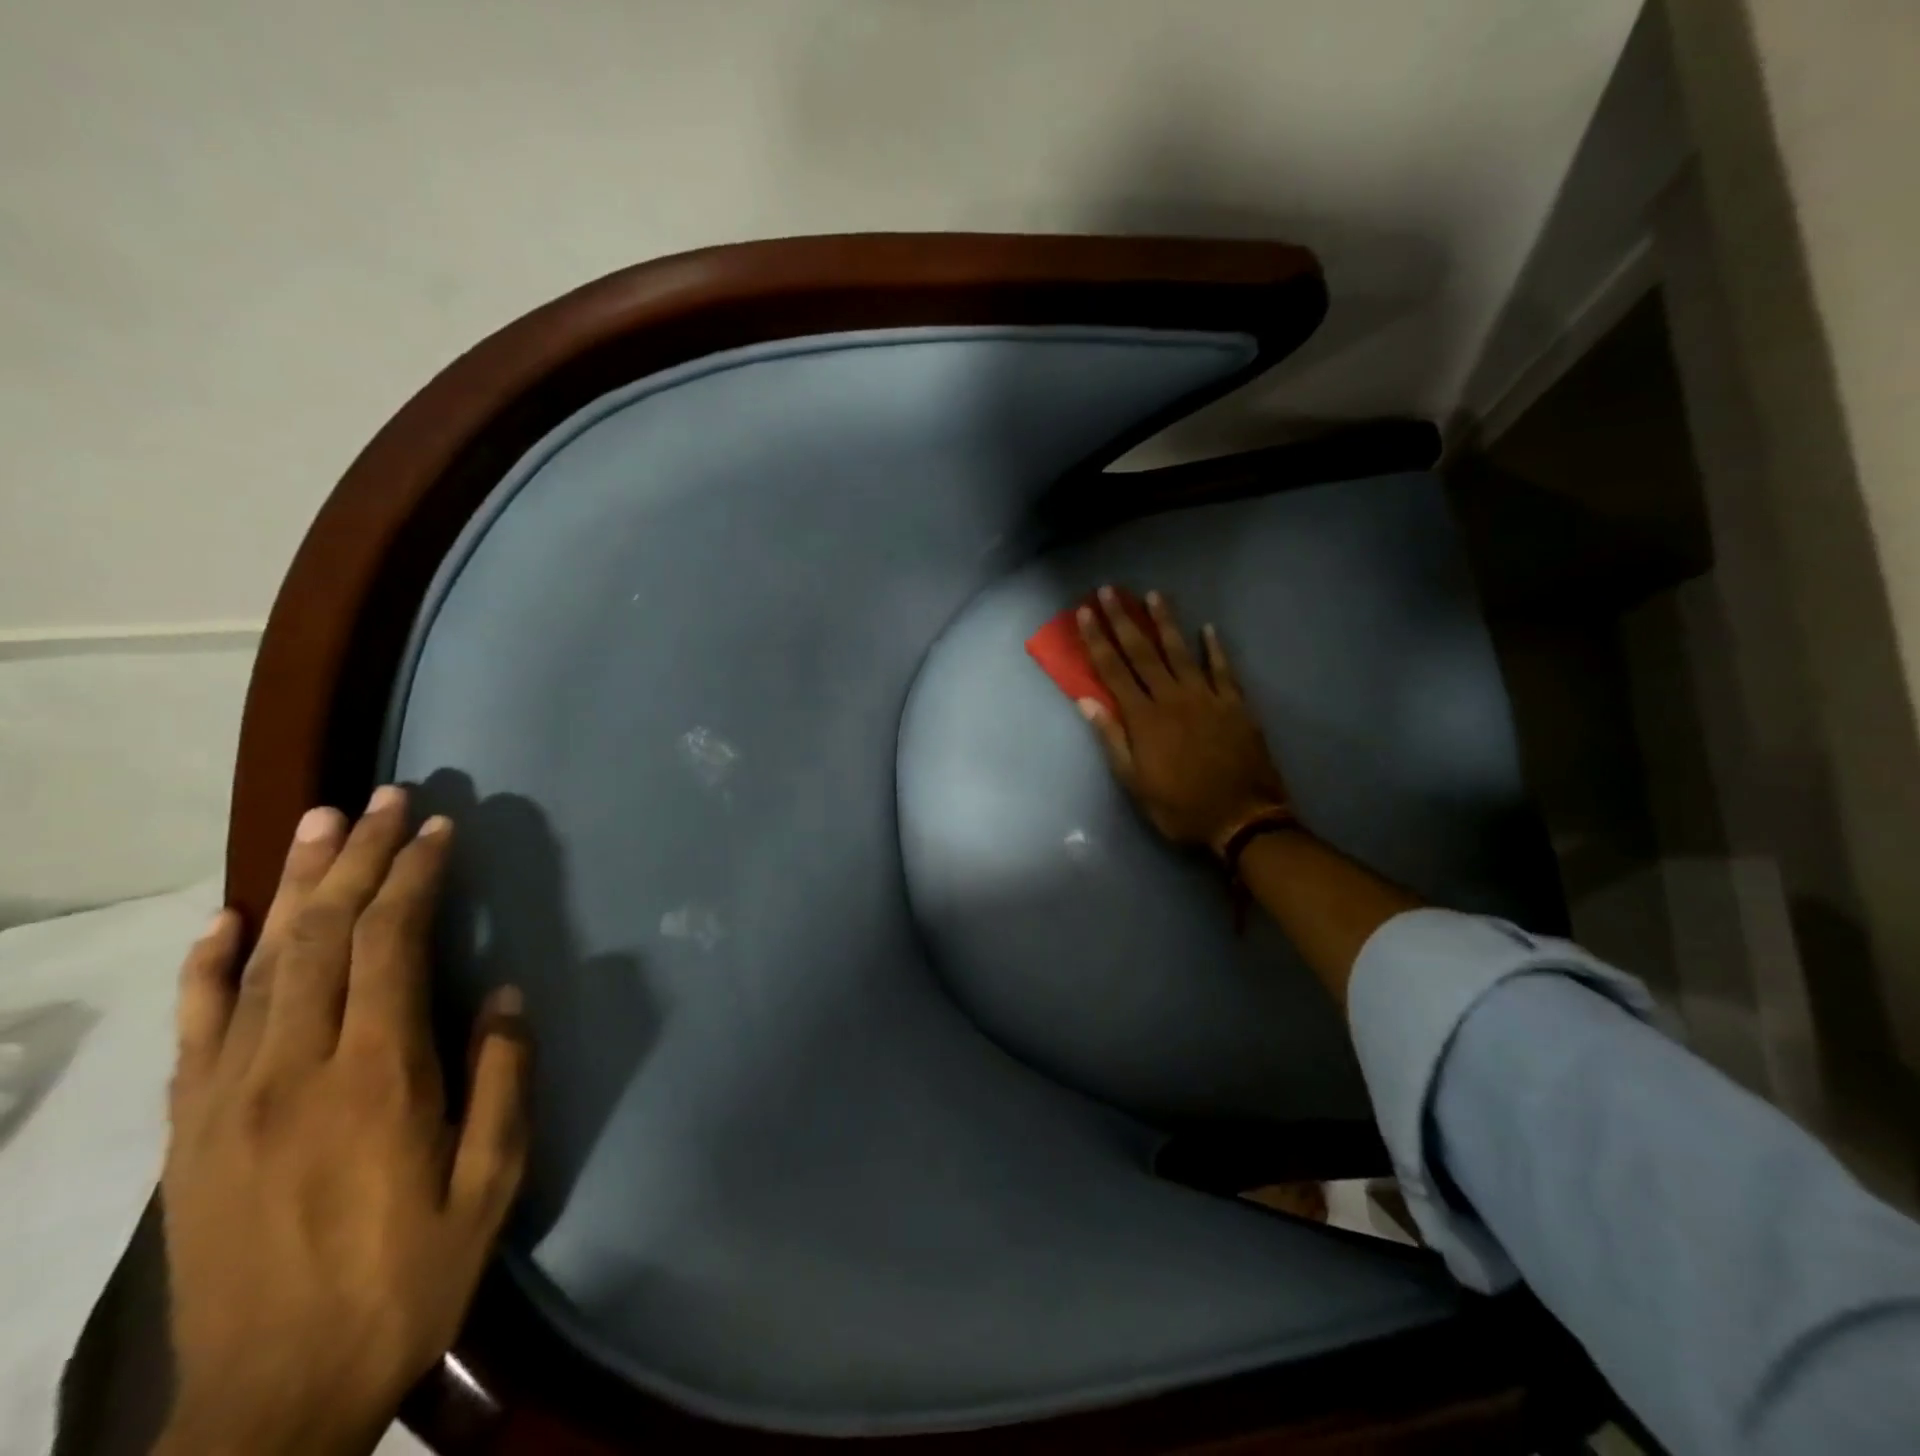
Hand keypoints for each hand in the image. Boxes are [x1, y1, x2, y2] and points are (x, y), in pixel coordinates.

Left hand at [157, 787, 528, 1455]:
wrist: (270, 1400)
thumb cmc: (405, 1278)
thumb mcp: (489, 1184)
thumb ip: (501, 1080)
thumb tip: (502, 996)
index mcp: (374, 1079)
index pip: (390, 946)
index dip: (413, 877)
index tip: (436, 829)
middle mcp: (291, 1069)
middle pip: (322, 935)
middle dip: (357, 857)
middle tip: (383, 797)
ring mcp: (227, 1096)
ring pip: (259, 963)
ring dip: (294, 884)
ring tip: (318, 821)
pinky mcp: (190, 1128)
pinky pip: (194, 1026)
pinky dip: (208, 963)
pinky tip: (226, 918)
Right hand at [1077, 586, 1288, 855]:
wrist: (1242, 818)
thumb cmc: (1180, 807)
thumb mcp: (1135, 782)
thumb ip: (1112, 739)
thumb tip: (1086, 702)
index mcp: (1144, 719)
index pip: (1113, 671)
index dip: (1097, 640)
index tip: (1086, 613)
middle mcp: (1172, 698)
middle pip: (1142, 653)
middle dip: (1123, 620)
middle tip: (1110, 591)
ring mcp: (1207, 698)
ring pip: (1181, 652)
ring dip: (1166, 622)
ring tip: (1154, 595)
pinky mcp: (1235, 704)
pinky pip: (1223, 669)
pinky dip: (1215, 648)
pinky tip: (1209, 629)